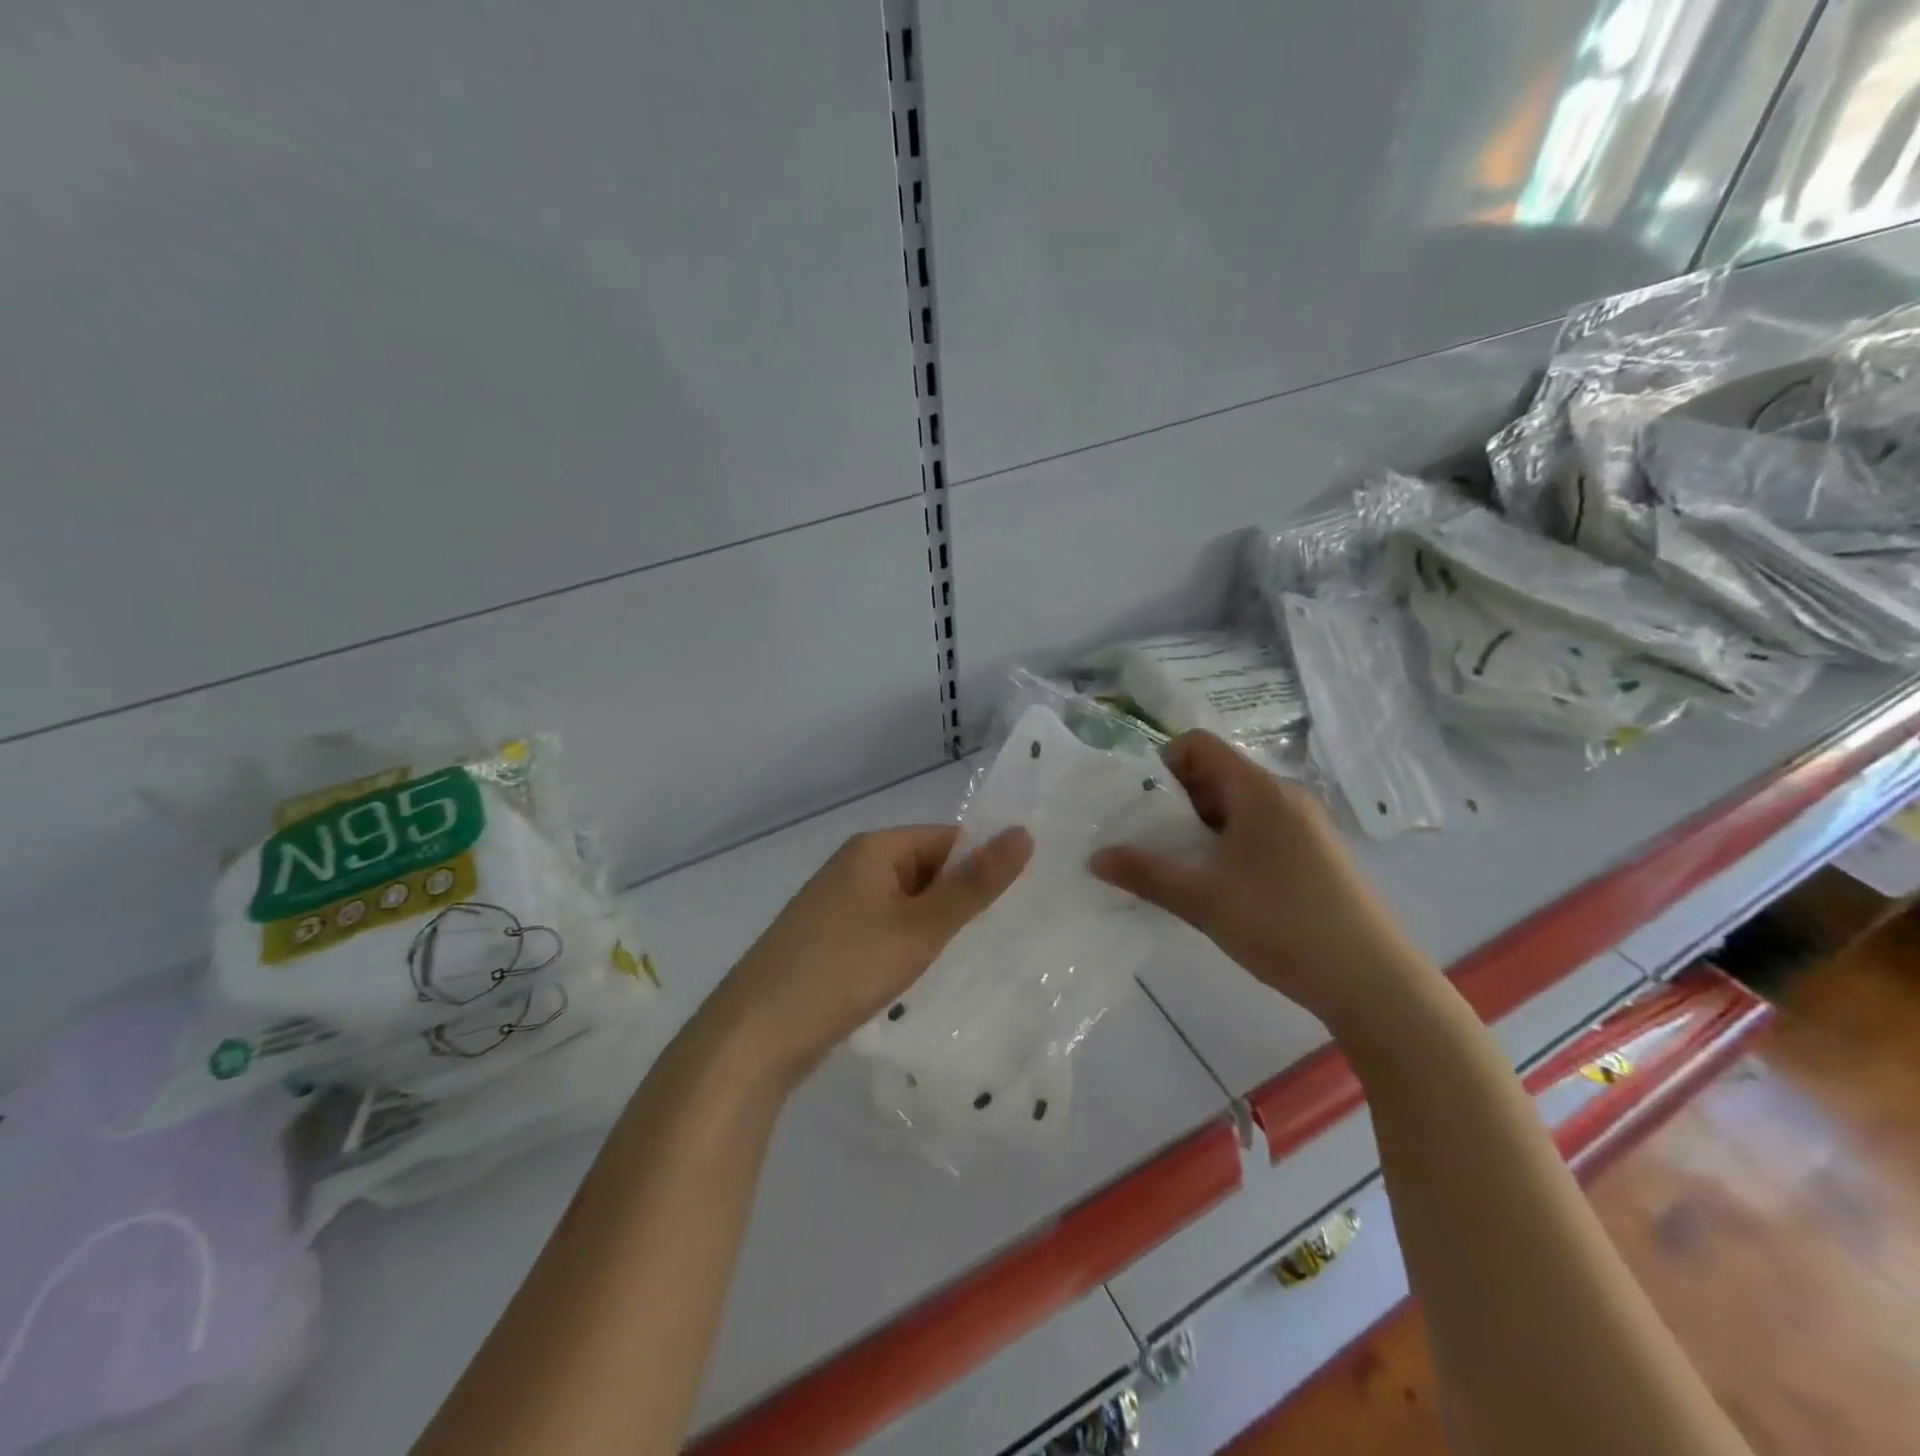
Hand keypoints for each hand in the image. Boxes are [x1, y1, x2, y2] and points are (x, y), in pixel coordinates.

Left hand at [701, 824, 1032, 1090]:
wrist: (754, 1036)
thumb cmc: (843, 969)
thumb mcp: (919, 928)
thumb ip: (973, 885)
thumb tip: (1023, 833)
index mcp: (874, 848)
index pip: (948, 839)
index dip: (983, 867)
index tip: (1021, 905)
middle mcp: (854, 867)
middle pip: (927, 871)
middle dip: (961, 902)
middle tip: (1004, 940)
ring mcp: (838, 906)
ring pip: (907, 906)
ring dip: (936, 930)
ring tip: (974, 962)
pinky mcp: (830, 942)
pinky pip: (884, 932)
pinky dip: (908, 949)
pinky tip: (926, 979)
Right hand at [1089, 731, 1432, 1030]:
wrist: (1373, 982)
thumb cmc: (1281, 925)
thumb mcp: (1201, 900)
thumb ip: (1144, 873)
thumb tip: (1095, 857)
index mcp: (1258, 790)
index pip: (1199, 744)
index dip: (1163, 764)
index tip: (1144, 808)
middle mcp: (1285, 796)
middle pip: (1216, 775)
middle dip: (1177, 803)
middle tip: (1154, 844)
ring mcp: (1306, 825)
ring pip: (1238, 807)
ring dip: (1203, 829)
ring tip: (1184, 871)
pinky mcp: (1317, 855)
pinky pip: (1260, 831)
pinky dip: (1230, 846)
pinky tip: (1223, 889)